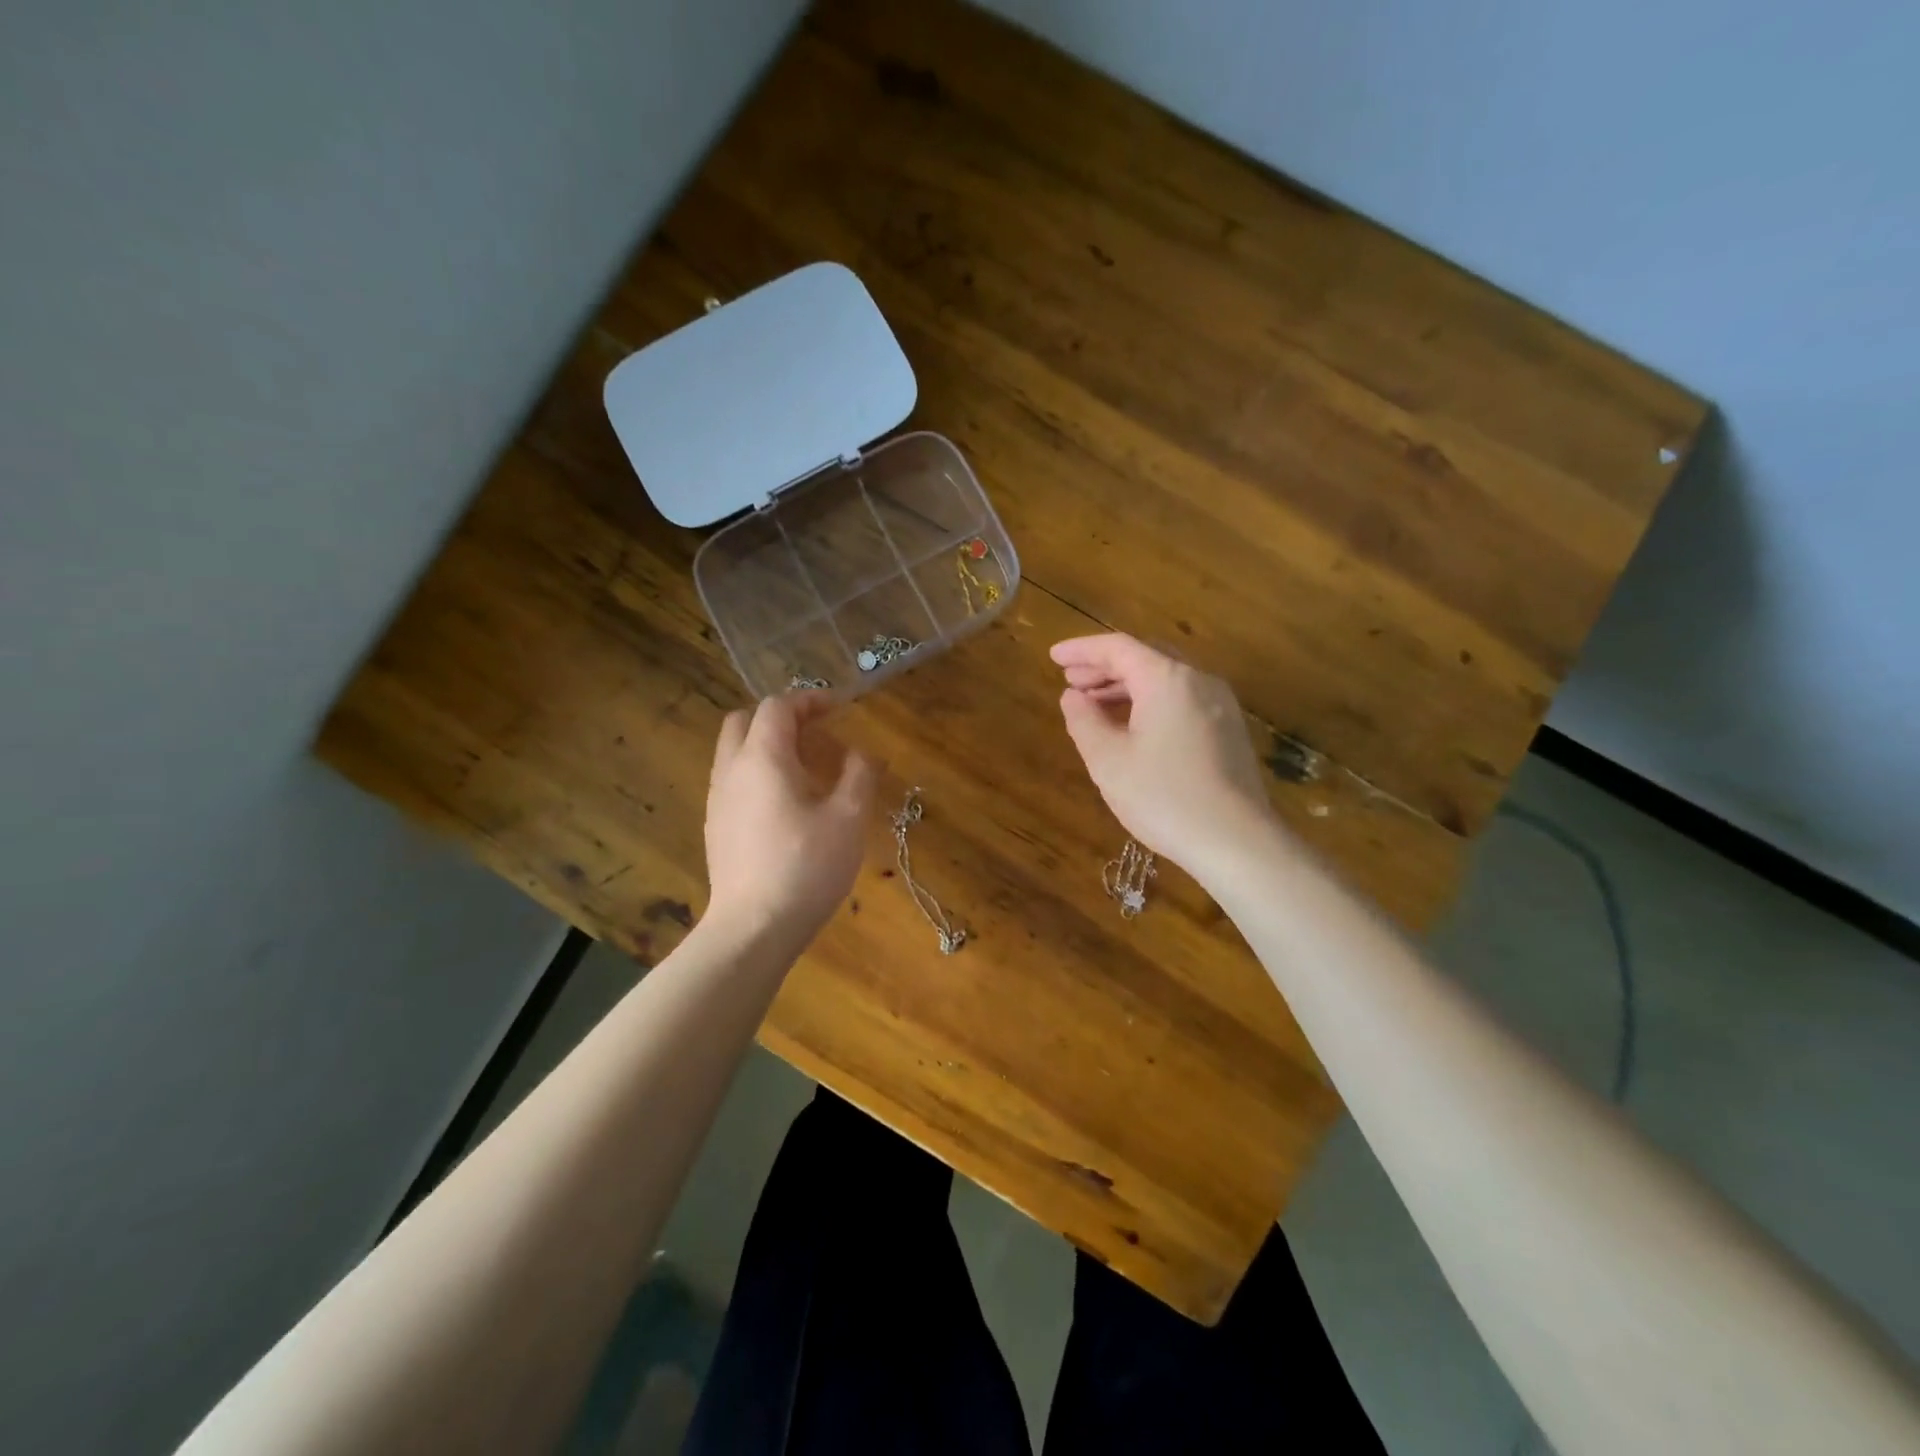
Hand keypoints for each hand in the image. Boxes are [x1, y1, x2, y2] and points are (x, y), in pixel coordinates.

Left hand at [704, 693, 880, 944]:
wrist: (753, 928)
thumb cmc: (806, 867)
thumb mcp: (848, 819)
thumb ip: (859, 775)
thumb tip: (864, 753)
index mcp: (762, 758)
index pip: (778, 707)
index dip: (809, 700)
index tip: (837, 708)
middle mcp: (731, 770)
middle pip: (744, 721)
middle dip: (780, 718)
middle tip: (815, 733)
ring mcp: (717, 800)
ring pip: (734, 752)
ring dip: (766, 746)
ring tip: (805, 769)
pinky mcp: (715, 828)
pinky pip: (733, 781)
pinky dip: (757, 773)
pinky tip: (785, 805)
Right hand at [1051, 634, 1274, 872]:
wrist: (1237, 841)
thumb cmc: (1164, 797)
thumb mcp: (1108, 760)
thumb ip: (1084, 721)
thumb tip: (1073, 697)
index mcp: (1167, 679)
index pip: (1118, 648)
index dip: (1082, 649)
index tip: (1053, 656)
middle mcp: (1199, 680)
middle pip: (1145, 658)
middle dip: (1104, 667)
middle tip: (1071, 680)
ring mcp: (1220, 705)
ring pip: (1166, 680)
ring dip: (1127, 686)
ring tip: (1094, 705)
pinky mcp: (1229, 730)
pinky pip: (1182, 700)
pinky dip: (1151, 702)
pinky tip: (1132, 727)